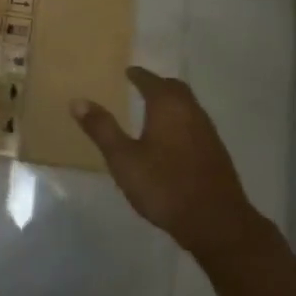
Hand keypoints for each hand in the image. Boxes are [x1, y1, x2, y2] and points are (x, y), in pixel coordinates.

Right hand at [71, 67, 264, 257]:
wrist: (217, 223)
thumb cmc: (164, 185)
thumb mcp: (124, 159)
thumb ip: (102, 129)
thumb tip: (78, 101)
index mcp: (168, 106)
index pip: (151, 80)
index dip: (137, 75)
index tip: (127, 72)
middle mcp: (191, 112)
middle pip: (175, 89)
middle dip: (158, 85)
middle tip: (141, 87)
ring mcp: (208, 133)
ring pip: (188, 107)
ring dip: (171, 104)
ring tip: (153, 112)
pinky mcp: (217, 154)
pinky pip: (195, 126)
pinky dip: (181, 123)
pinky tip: (172, 142)